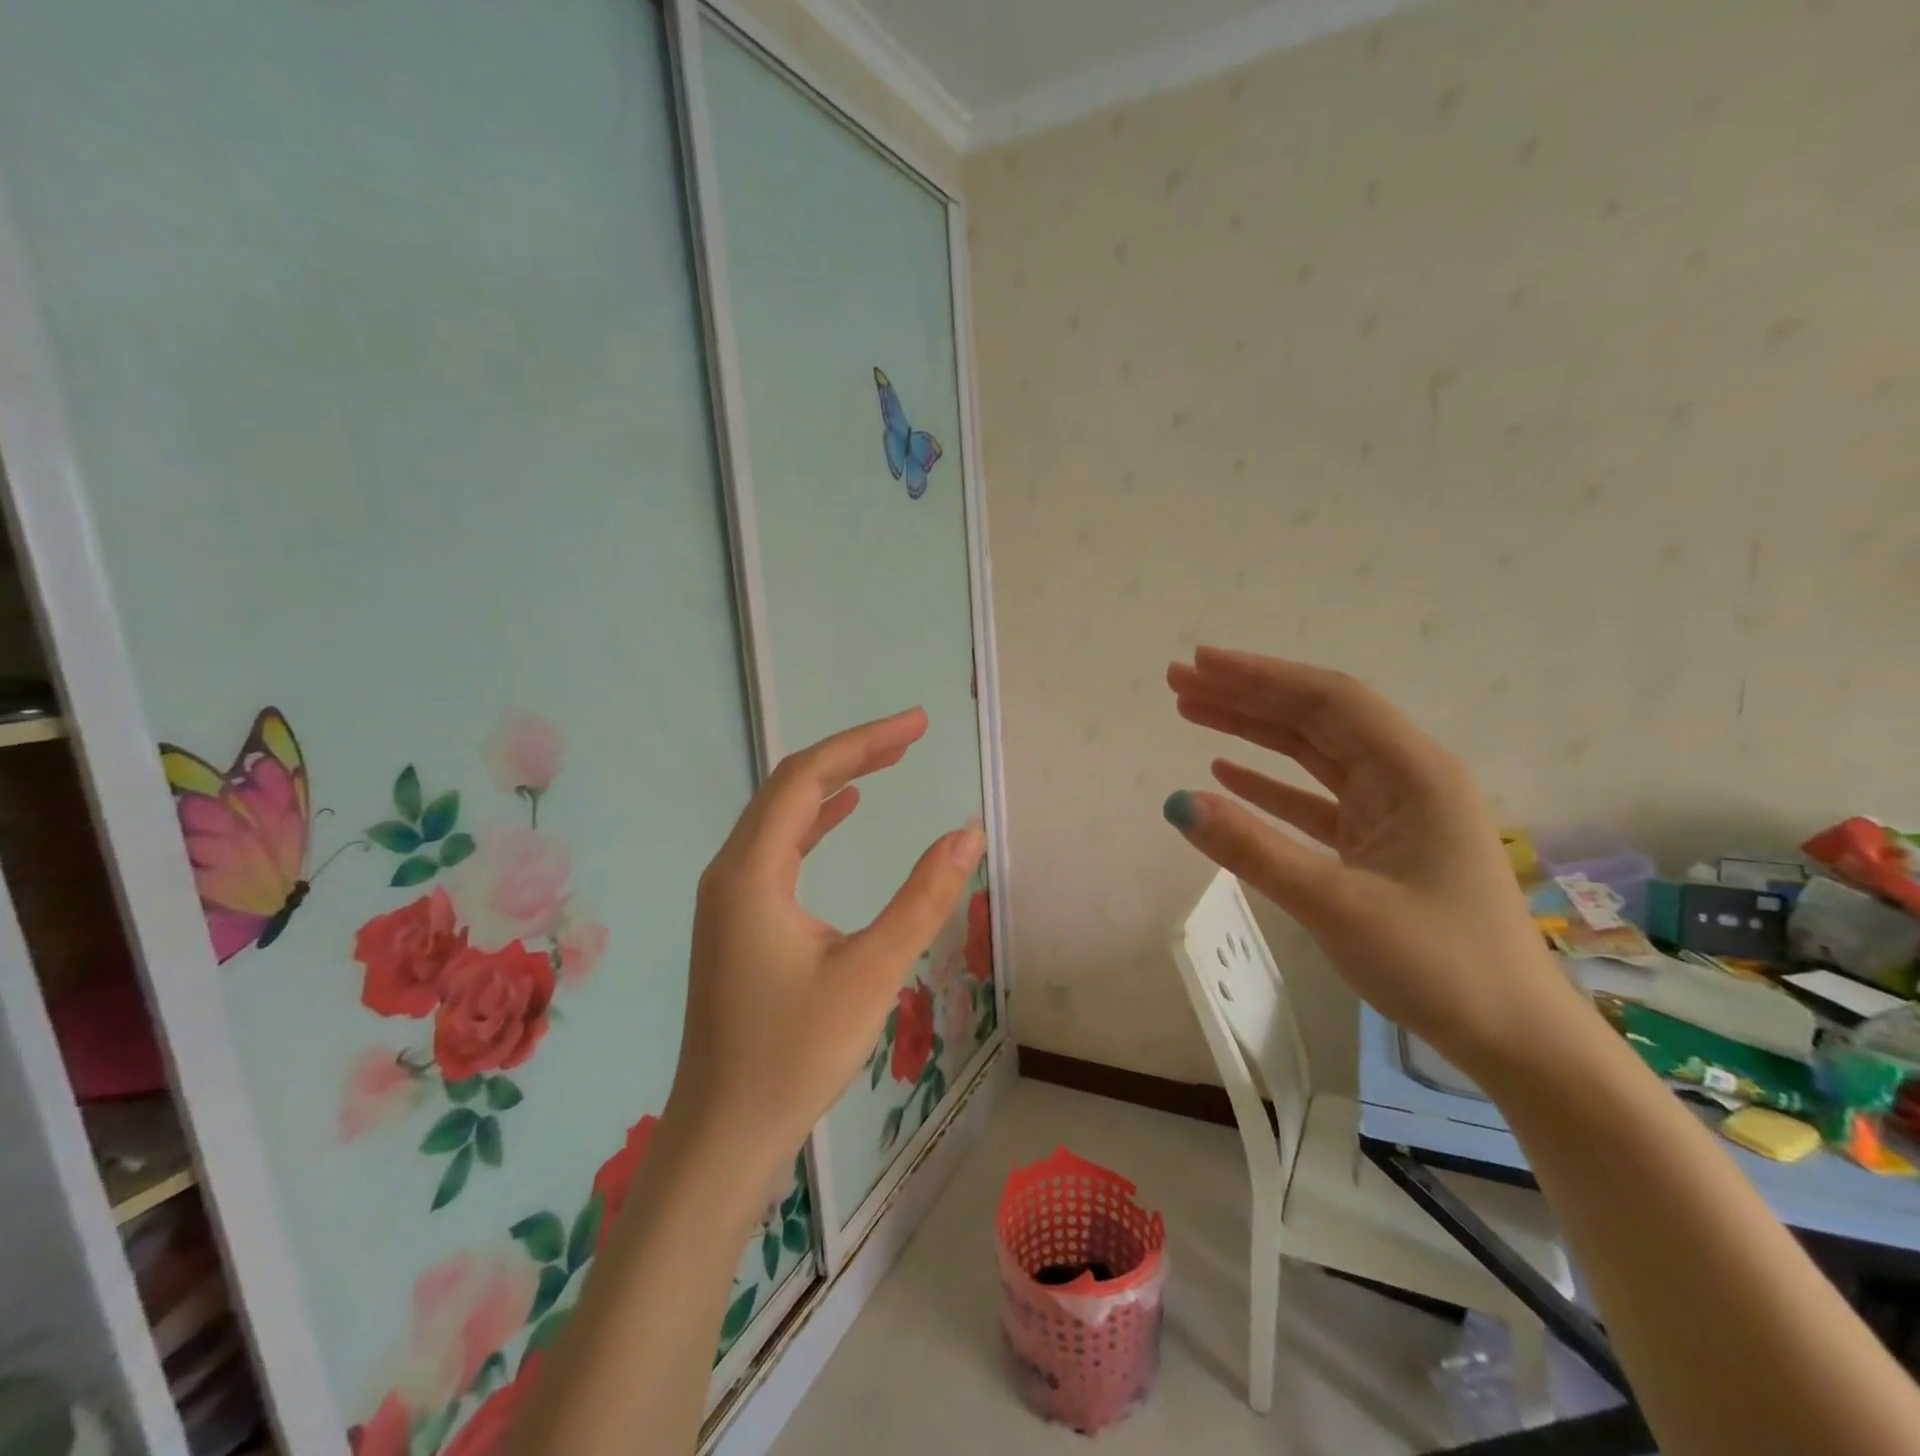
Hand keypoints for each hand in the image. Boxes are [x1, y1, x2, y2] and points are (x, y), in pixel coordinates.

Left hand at [668, 708, 984, 1178]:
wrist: (724, 1134)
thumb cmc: (794, 1055)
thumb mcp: (871, 972)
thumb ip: (923, 898)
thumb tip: (967, 834)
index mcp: (752, 872)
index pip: (808, 778)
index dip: (864, 742)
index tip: (918, 725)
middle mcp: (731, 871)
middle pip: (790, 787)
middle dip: (853, 754)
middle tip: (912, 735)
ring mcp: (729, 897)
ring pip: (783, 816)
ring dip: (835, 783)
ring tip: (888, 762)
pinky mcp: (738, 920)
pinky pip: (779, 848)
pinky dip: (817, 821)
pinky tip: (845, 813)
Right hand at [1165, 647, 1588, 1074]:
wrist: (1513, 1037)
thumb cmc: (1437, 963)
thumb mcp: (1336, 904)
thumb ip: (1253, 849)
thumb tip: (1176, 802)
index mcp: (1413, 772)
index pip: (1326, 701)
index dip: (1259, 676)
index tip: (1199, 664)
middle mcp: (1405, 777)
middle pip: (1315, 718)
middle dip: (1246, 695)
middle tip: (1179, 683)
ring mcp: (1392, 811)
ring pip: (1312, 753)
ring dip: (1253, 731)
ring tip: (1192, 713)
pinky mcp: (1379, 844)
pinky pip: (1315, 798)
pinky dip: (1271, 783)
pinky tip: (1228, 773)